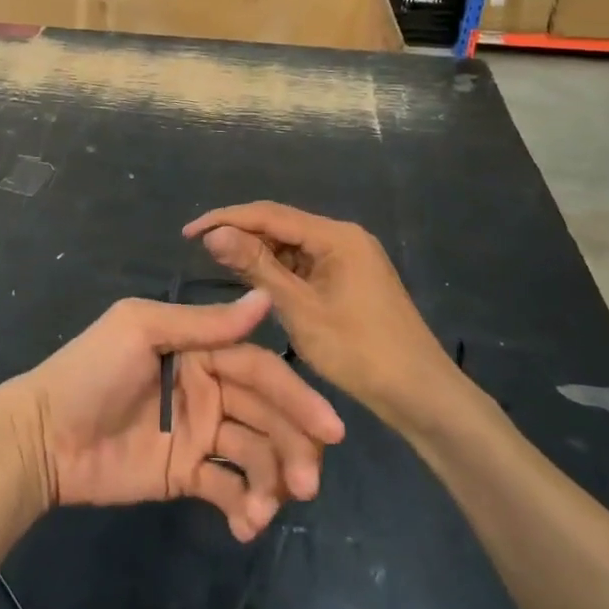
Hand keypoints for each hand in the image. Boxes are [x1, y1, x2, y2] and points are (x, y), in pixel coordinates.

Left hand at [0, 292, 345, 541]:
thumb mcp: (142, 330)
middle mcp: (208, 389)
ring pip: (255, 454)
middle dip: (293, 446)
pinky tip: (244, 524)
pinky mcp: (187, 475)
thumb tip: (266, 299)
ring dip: (271, 482)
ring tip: (264, 510)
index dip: (296, 396)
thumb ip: (205, 324)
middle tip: (306, 483)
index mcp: (200, 351)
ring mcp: (199, 434)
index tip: (330, 429)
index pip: (260, 369)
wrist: (43, 436)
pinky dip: (244, 506)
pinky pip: (229, 488)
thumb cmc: (91, 371)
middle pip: (267, 415)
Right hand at [185, 203, 463, 428]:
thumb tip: (214, 234)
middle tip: (199, 251)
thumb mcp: (300, 309)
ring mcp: (349, 258)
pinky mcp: (349, 279)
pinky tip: (255, 283)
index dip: (225, 219)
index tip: (188, 233)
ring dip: (258, 254)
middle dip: (240, 235)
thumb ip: (256, 268)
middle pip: (281, 225)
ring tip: (219, 266)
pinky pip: (305, 264)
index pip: (269, 214)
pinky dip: (279, 271)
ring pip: (292, 245)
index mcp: (335, 236)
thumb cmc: (359, 351)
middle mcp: (343, 238)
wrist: (420, 394)